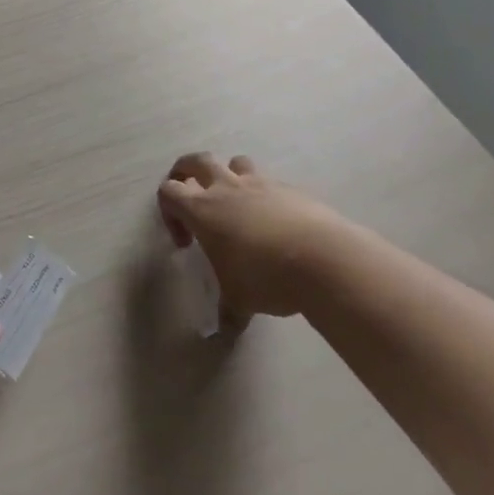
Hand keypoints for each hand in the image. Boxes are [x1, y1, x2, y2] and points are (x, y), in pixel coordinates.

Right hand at [157, 153, 353, 322]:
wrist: (324, 259)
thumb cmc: (265, 277)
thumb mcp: (239, 300)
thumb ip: (227, 311)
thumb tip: (223, 333)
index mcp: (202, 210)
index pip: (168, 191)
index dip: (169, 212)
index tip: (186, 242)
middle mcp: (227, 188)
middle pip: (196, 161)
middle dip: (186, 171)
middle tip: (191, 194)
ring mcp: (260, 184)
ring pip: (235, 162)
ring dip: (229, 175)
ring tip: (236, 202)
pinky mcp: (291, 189)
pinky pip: (269, 182)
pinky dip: (265, 194)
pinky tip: (276, 222)